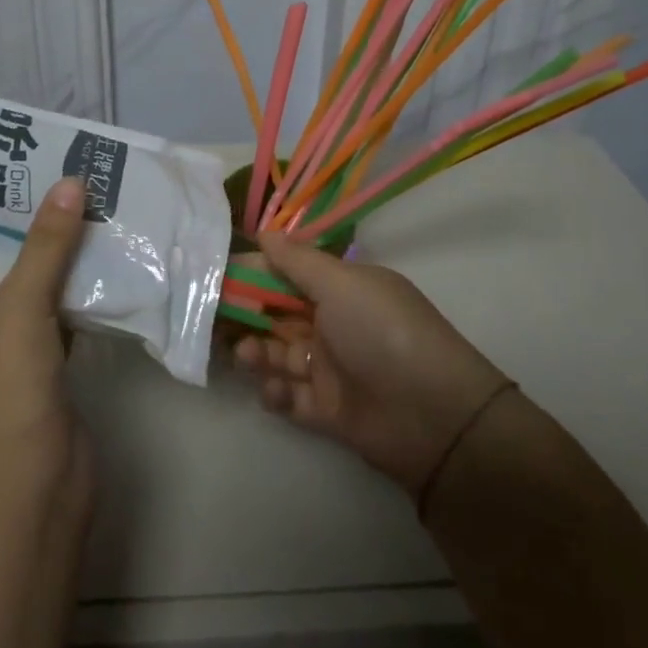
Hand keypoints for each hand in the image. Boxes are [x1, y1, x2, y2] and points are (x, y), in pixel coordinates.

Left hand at [0, 176, 92, 509]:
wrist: (34, 487)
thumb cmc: (3, 391)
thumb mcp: (19, 306)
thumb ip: (46, 244)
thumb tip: (71, 182)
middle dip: (24, 218)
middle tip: (50, 166)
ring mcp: (4, 345)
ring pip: (30, 281)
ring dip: (55, 248)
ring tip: (80, 193)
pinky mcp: (41, 360)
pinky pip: (57, 307)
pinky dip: (76, 282)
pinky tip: (102, 248)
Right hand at [234, 232, 512, 497]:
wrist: (433, 415)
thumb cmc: (382, 332)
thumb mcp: (341, 285)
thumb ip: (297, 261)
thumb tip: (263, 232)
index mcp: (342, 290)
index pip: (289, 274)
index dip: (255, 274)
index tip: (219, 274)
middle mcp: (334, 325)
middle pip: (278, 316)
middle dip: (247, 316)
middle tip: (214, 318)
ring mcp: (331, 369)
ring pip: (279, 355)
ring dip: (257, 353)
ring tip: (245, 355)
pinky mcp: (327, 411)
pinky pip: (290, 397)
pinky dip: (277, 392)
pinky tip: (275, 390)